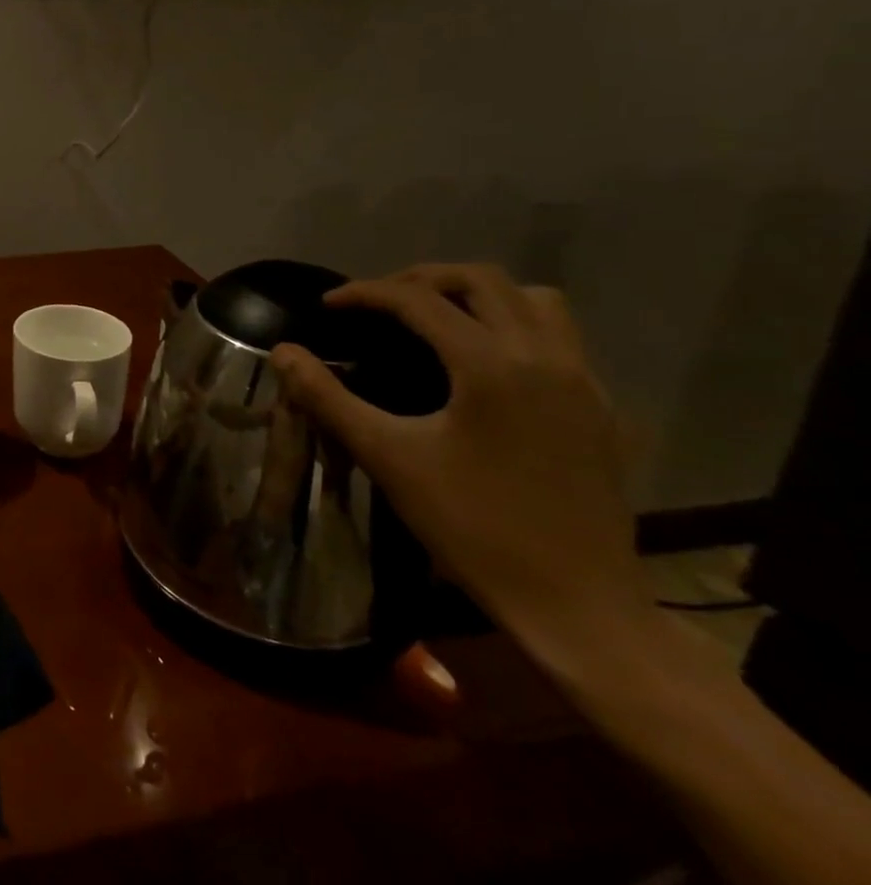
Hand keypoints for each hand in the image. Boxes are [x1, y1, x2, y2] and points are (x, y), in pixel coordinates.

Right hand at [271, 264, 652, 659]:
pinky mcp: (602, 410)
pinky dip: (515, 327)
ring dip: (479, 296)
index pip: (418, 299)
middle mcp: (545, 358)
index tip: (329, 305)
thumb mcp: (387, 457)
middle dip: (422, 280)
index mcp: (490, 366)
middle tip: (379, 303)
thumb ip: (327, 397)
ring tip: (436, 318)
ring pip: (535, 301)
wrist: (575, 605)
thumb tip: (282, 353)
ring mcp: (584, 382)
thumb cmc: (472, 527)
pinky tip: (484, 365)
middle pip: (483, 280)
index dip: (365, 293)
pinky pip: (561, 338)